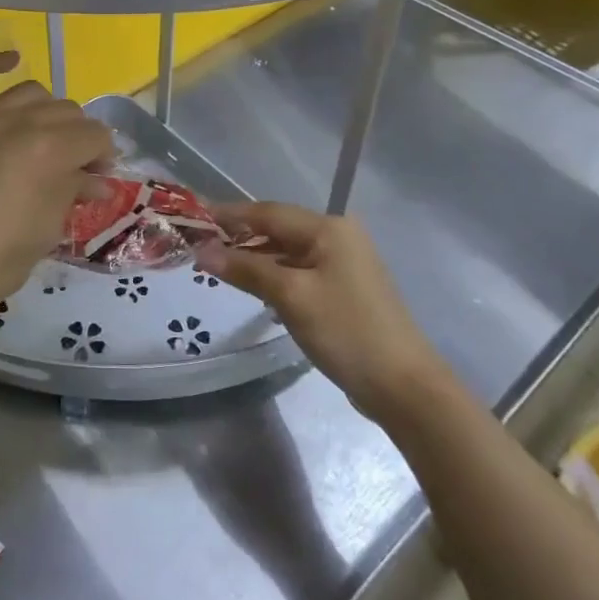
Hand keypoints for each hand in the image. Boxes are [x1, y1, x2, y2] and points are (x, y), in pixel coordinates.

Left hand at [0, 51, 113, 328]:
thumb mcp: (46, 232)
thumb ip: (72, 193)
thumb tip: (95, 179)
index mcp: (48, 150)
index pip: (94, 136)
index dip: (102, 157)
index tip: (96, 180)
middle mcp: (16, 122)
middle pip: (65, 112)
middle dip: (79, 138)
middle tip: (74, 170)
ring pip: (28, 93)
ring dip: (46, 112)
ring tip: (45, 137)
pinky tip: (9, 60)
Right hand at [196, 202, 439, 418]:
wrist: (404, 386)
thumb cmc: (346, 330)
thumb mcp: (290, 296)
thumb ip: (245, 270)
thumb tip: (202, 251)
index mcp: (329, 228)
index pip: (268, 213)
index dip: (229, 215)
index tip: (194, 218)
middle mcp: (338, 237)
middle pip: (278, 229)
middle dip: (240, 237)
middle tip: (201, 246)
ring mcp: (343, 264)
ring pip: (287, 252)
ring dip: (255, 258)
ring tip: (219, 268)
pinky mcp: (343, 290)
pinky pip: (299, 272)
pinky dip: (274, 276)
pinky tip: (254, 289)